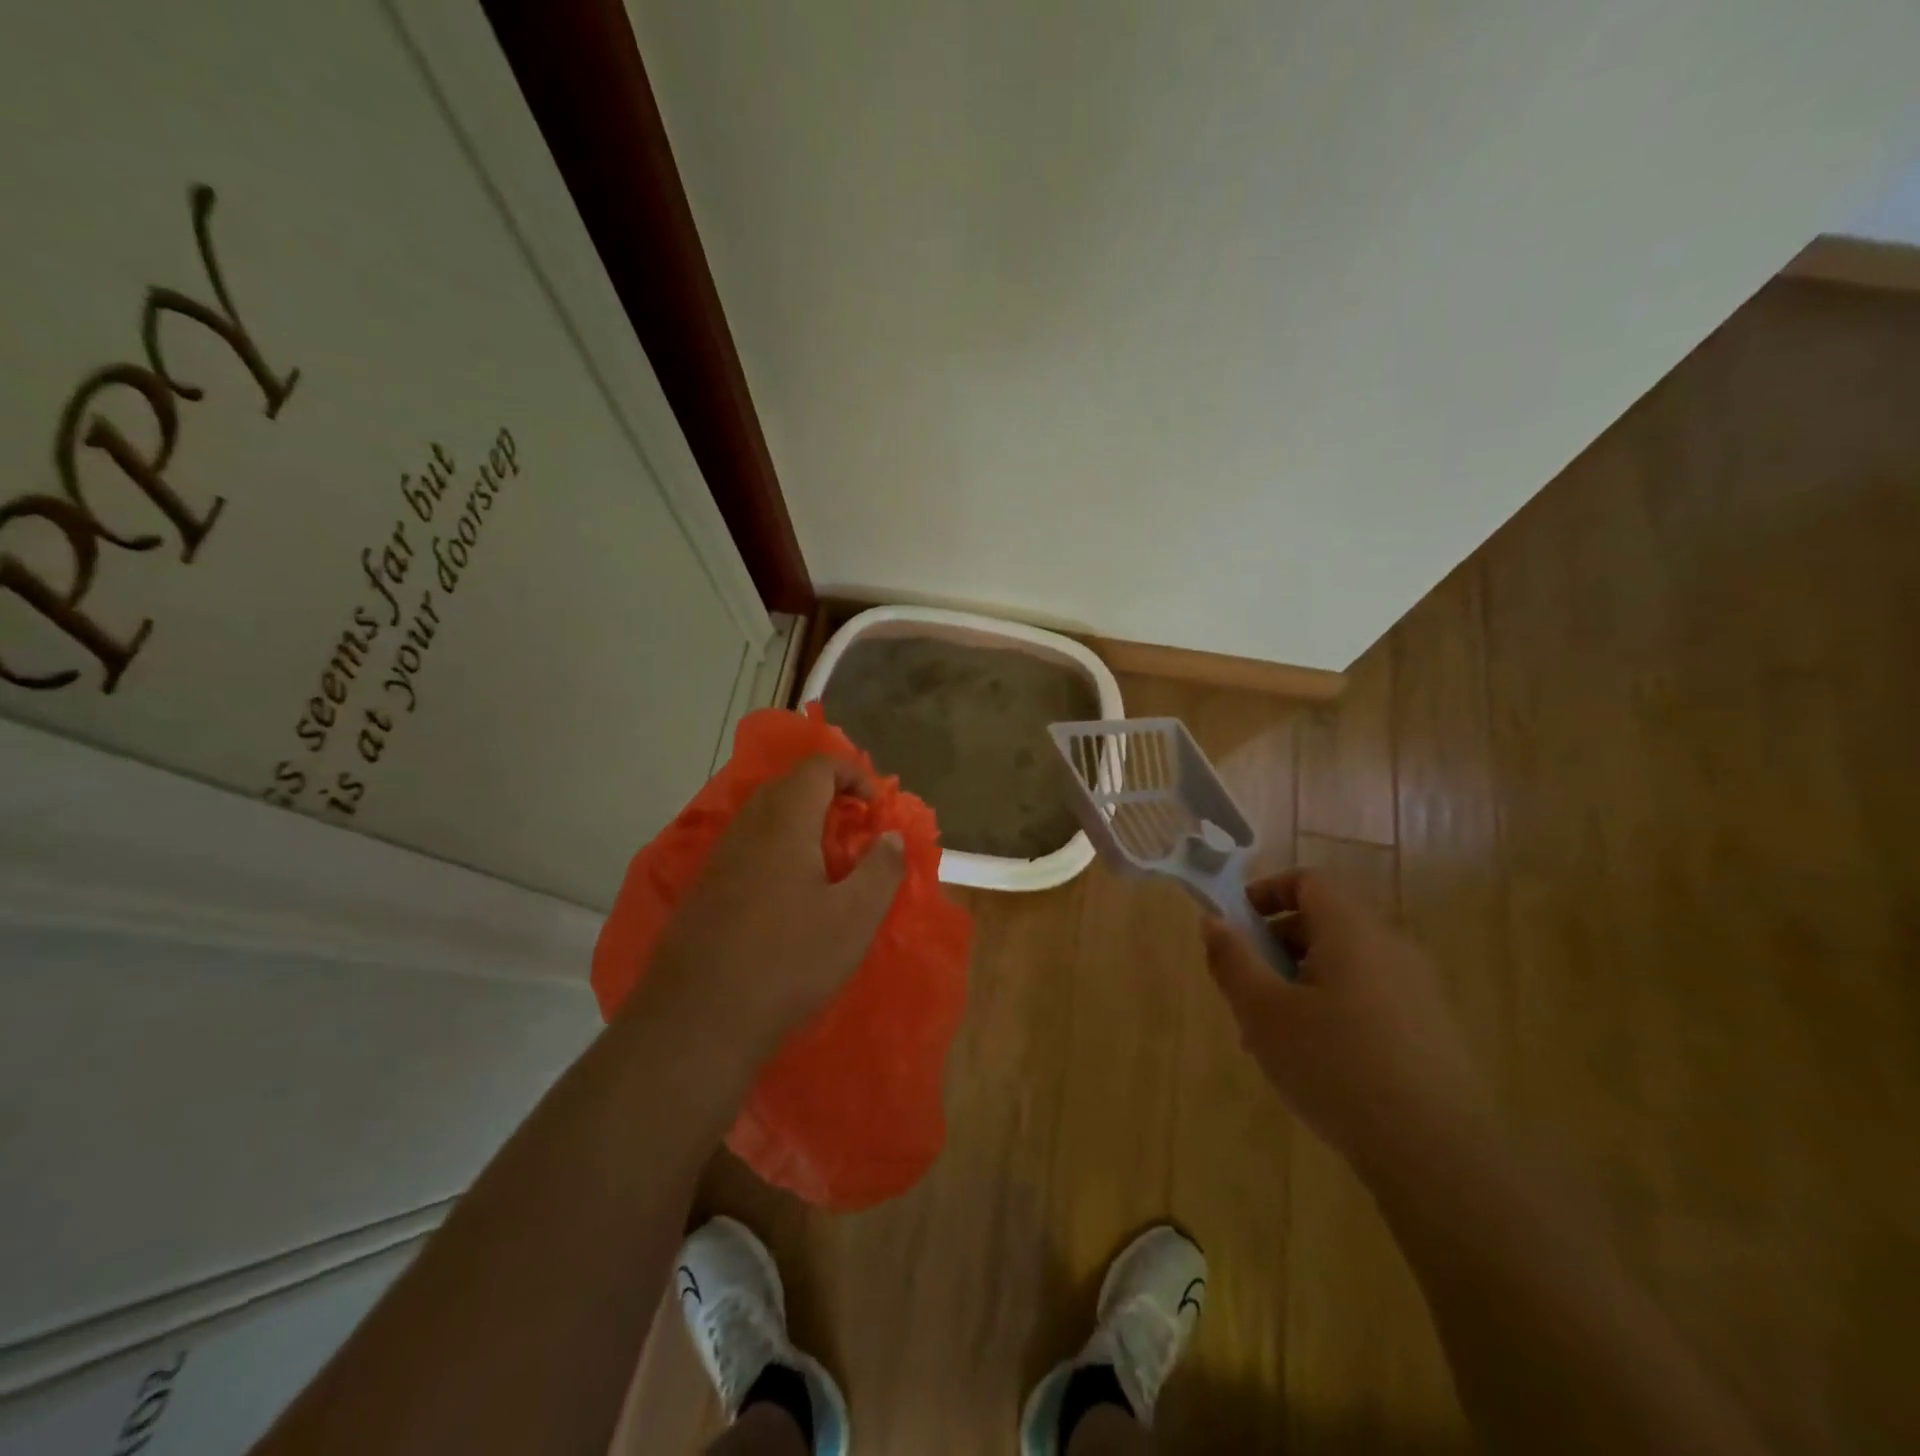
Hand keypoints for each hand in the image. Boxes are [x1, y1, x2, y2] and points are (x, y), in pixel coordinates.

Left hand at [636, 756, 905, 1065]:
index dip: (854, 774)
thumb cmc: (787, 962)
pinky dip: (777, 851)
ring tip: (828, 866)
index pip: (818, 766)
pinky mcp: (703, 890)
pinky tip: (789, 898)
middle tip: (856, 833)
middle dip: (829, 797)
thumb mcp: (854, 918)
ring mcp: (718, 859)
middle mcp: (746, 828)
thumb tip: (890, 835)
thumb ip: (881, 868)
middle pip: (789, 786)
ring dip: (802, 826)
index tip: (876, 810)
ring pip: (765, 818)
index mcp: (784, 822)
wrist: (697, 1021)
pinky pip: (747, 848)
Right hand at [1201, 871, 1495, 1181]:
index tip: (1236, 927)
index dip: (1266, 893)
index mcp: (1352, 931)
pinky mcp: (1431, 1030)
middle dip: (1276, 946)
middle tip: (1246, 989)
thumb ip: (1232, 960)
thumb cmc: (1335, 1066)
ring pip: (1344, 964)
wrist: (1437, 1154)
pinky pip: (1369, 996)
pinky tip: (1317, 1062)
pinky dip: (1333, 1007)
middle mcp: (1391, 947)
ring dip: (1300, 982)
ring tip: (1273, 1035)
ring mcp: (1417, 990)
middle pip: (1325, 922)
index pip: (1309, 881)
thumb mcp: (1263, 1011)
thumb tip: (1213, 921)